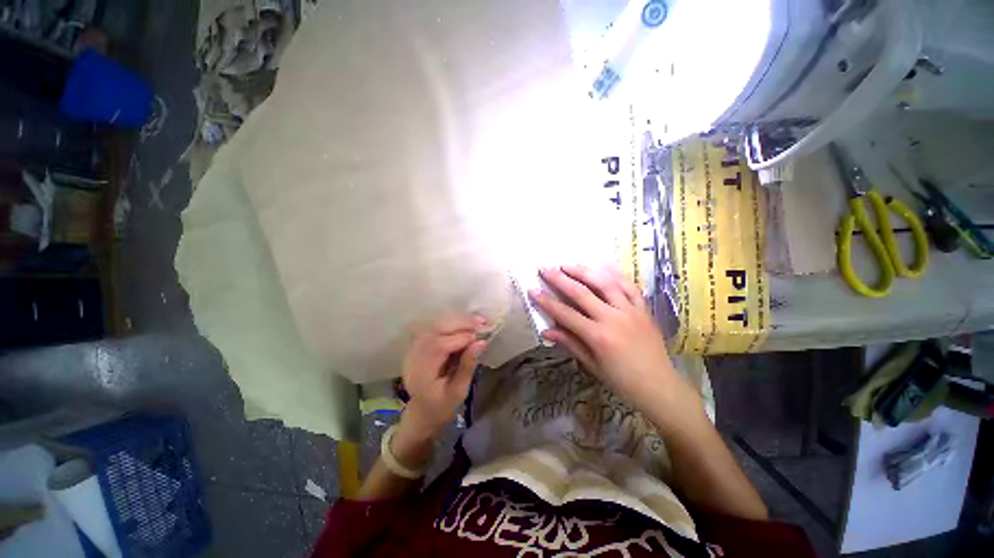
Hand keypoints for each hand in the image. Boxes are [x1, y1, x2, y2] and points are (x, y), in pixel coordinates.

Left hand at [400, 314, 488, 436]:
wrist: (422, 412)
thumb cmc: (441, 406)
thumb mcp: (458, 391)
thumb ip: (468, 366)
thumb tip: (482, 342)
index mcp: (421, 371)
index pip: (440, 345)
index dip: (462, 338)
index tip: (482, 336)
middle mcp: (414, 354)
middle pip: (437, 329)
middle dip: (461, 323)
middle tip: (483, 322)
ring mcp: (415, 347)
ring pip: (436, 324)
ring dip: (458, 320)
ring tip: (478, 321)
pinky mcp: (420, 343)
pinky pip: (436, 327)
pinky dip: (452, 323)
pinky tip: (466, 323)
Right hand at [528, 265, 697, 413]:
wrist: (659, 385)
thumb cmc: (621, 380)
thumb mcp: (592, 365)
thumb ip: (569, 343)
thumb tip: (546, 331)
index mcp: (598, 336)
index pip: (565, 314)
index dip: (546, 302)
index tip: (532, 290)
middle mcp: (613, 318)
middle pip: (581, 293)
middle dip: (560, 279)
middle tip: (545, 269)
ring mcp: (630, 310)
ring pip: (605, 283)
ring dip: (584, 271)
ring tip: (568, 264)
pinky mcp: (643, 308)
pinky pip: (628, 286)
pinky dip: (614, 274)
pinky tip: (602, 267)